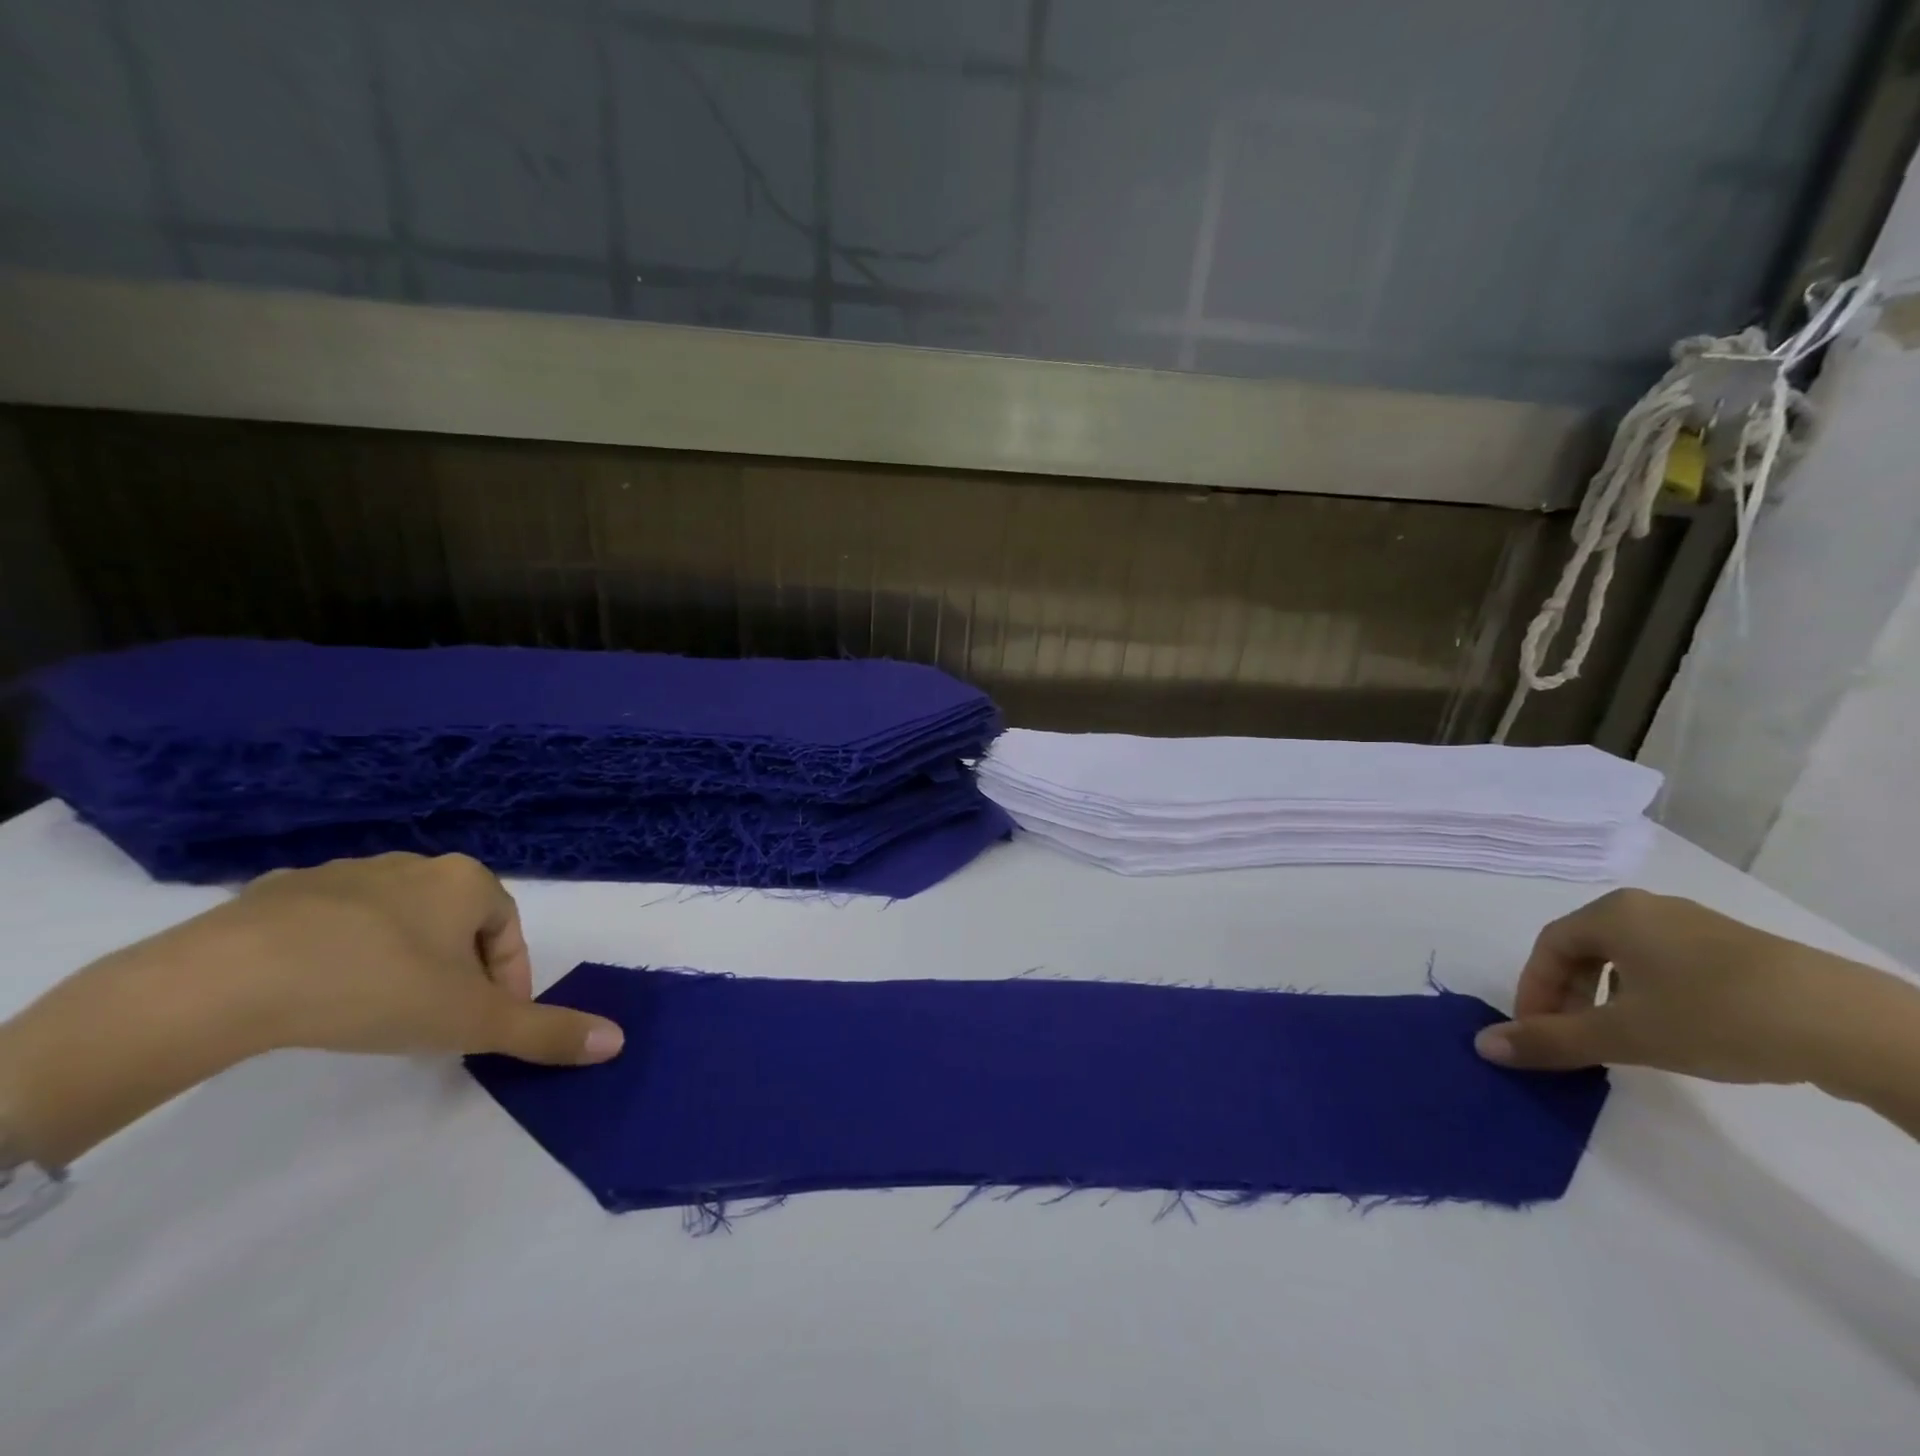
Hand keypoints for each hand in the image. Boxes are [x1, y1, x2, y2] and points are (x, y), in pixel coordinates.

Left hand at [0, 853, 621, 1165]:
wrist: (227, 978)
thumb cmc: (377, 987)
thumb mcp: (471, 1020)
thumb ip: (545, 1030)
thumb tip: (616, 1041)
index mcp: (467, 881)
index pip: (510, 931)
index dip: (509, 981)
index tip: (486, 1026)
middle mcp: (415, 865)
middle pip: (456, 924)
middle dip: (457, 973)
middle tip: (435, 1023)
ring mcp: (345, 873)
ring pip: (396, 922)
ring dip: (402, 962)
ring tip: (375, 1013)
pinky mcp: (280, 892)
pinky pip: (331, 923)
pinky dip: (338, 953)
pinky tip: (314, 992)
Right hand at [1473, 888, 1915, 1085]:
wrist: (1853, 1026)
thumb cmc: (1714, 1016)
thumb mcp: (1623, 1035)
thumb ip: (1550, 1040)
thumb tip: (1483, 1046)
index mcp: (1612, 913)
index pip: (1548, 948)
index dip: (1533, 991)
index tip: (1537, 1034)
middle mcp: (1649, 909)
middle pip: (1585, 950)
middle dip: (1569, 996)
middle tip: (1573, 1039)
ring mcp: (1699, 927)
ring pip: (1628, 960)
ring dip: (1608, 999)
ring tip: (1622, 1041)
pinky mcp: (1742, 952)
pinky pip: (1670, 967)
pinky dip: (1652, 996)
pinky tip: (1677, 1032)